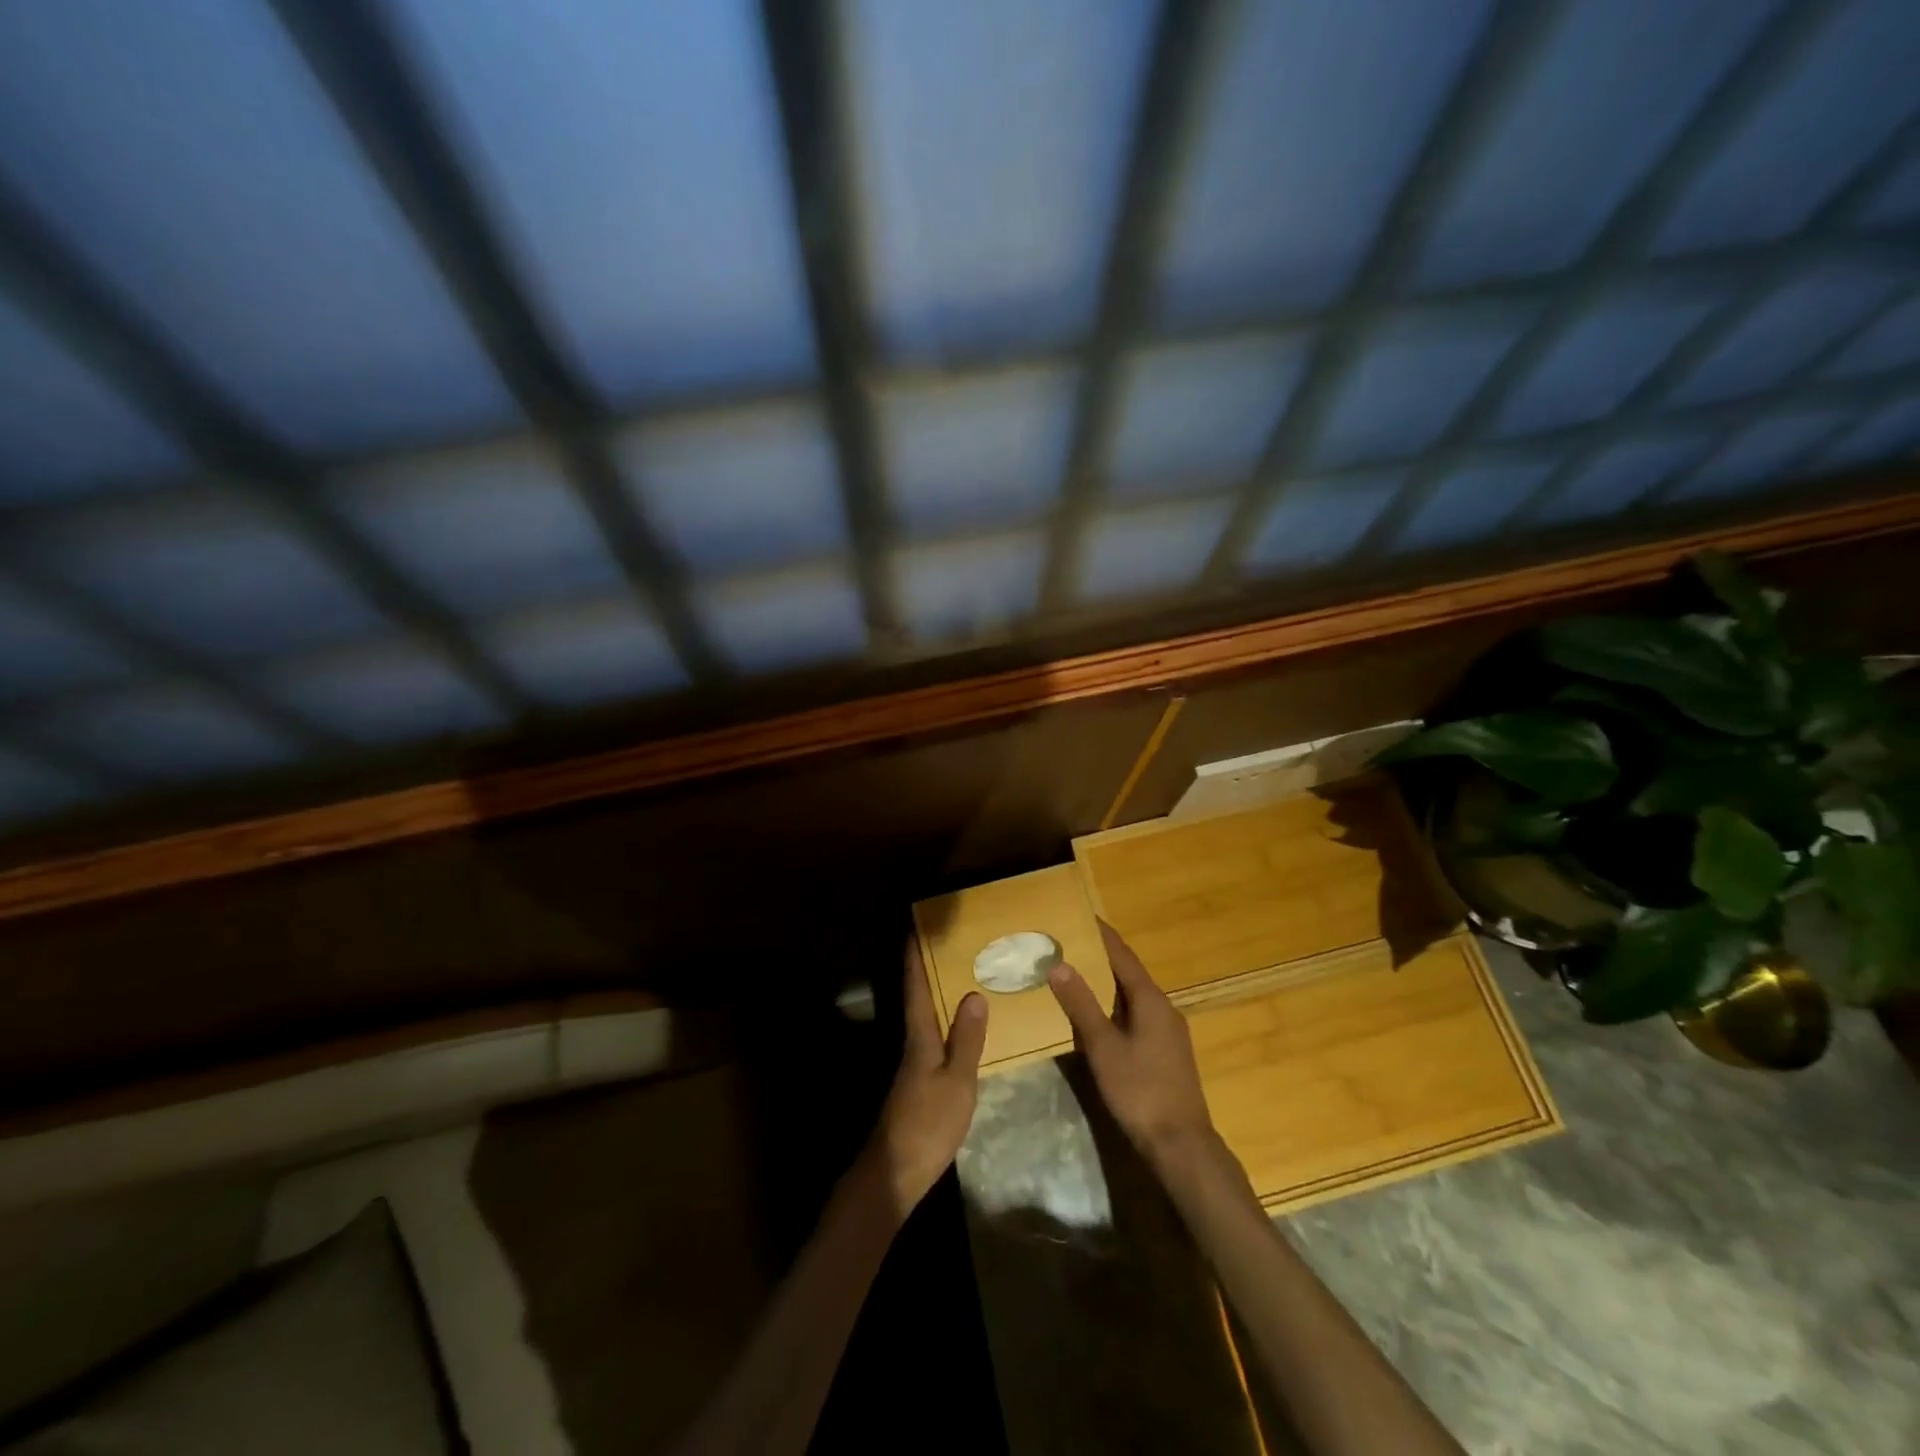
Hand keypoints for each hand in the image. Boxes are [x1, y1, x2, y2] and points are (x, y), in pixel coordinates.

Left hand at [868, 938, 987, 1214]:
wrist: (896, 1172)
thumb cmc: (928, 1122)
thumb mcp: (957, 1081)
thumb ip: (966, 1039)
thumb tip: (974, 994)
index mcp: (919, 1037)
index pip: (916, 988)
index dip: (915, 958)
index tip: (916, 927)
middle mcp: (913, 1043)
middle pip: (919, 998)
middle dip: (930, 970)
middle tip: (952, 944)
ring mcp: (914, 1064)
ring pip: (927, 1018)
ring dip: (939, 995)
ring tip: (965, 976)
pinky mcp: (919, 1082)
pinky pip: (934, 1038)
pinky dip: (947, 1023)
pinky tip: (965, 1028)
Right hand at [1048, 920, 1216, 1166]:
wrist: (1180, 1144)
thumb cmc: (1140, 1090)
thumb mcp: (1103, 1046)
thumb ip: (1081, 1004)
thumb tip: (1059, 964)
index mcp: (1150, 1000)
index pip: (1123, 956)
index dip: (1102, 935)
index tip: (1081, 916)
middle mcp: (1163, 1008)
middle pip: (1129, 973)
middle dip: (1101, 958)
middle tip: (1069, 944)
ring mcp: (1168, 1032)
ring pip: (1133, 996)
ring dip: (1107, 984)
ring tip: (1076, 974)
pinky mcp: (1166, 1052)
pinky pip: (1136, 1015)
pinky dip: (1115, 1006)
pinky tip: (1097, 1017)